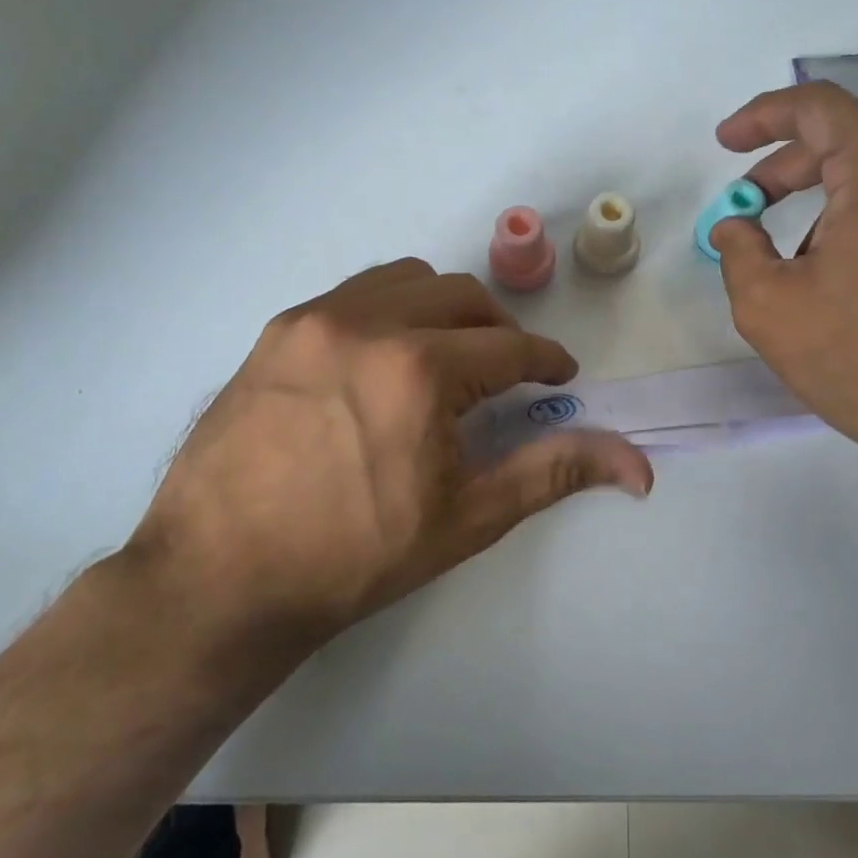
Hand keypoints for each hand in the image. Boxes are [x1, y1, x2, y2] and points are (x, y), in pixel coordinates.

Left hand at [128, 259, 651, 655]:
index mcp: (419, 369)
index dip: (546, 361)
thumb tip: (638, 465)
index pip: (510, 348)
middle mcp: (367, 322)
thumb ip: (554, 471)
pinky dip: (391, 309)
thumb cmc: (355, 557)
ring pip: (408, 279)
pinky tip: (385, 359)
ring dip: (444, 309)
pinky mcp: (278, 331)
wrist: (219, 578)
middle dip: (500, 330)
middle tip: (507, 373)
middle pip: (463, 296)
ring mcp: (314, 319)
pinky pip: (355, 293)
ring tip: (447, 357)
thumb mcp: (468, 517)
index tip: (560, 377)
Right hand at [709, 81, 857, 536]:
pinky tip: (848, 282)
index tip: (727, 141)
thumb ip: (738, 250)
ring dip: (826, 207)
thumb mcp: (769, 307)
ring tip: (797, 267)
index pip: (820, 108)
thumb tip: (734, 224)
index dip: (764, 115)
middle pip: (849, 143)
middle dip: (786, 170)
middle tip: (748, 207)